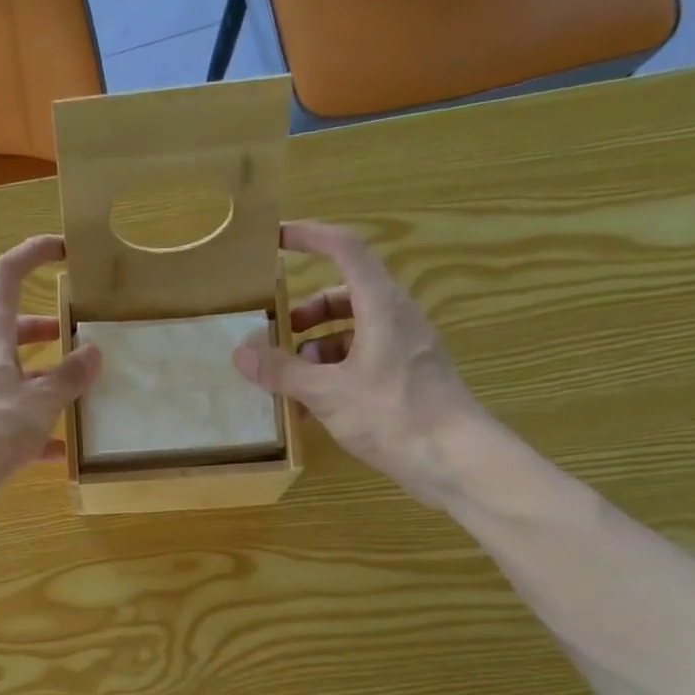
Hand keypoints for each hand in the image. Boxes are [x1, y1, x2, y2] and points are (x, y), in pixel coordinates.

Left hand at [0, 235, 101, 515]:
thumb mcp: (38, 402)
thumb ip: (68, 377)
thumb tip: (93, 352)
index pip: (7, 277)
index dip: (33, 254)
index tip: (63, 250)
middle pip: (13, 330)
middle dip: (47, 328)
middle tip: (80, 336)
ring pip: (16, 376)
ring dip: (46, 380)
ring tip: (81, 392)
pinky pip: (14, 419)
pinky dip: (38, 428)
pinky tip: (63, 449)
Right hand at [233, 219, 490, 508]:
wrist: (453, 458)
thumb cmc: (392, 414)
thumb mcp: (327, 393)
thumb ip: (282, 371)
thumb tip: (241, 353)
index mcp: (381, 306)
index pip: (345, 250)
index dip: (310, 237)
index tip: (276, 237)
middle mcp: (395, 318)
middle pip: (345, 295)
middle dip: (307, 312)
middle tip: (277, 334)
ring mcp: (403, 349)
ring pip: (352, 332)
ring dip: (317, 348)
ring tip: (291, 381)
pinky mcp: (405, 378)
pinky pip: (362, 361)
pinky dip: (333, 373)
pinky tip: (312, 408)